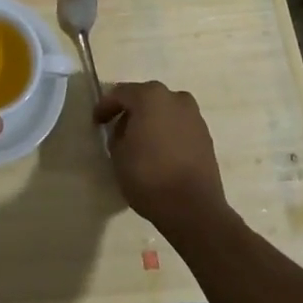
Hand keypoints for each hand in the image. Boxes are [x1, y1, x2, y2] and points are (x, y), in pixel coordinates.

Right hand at [94, 81, 229, 237]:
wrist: (193, 209)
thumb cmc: (148, 176)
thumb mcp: (118, 154)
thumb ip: (117, 134)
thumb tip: (125, 130)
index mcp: (150, 96)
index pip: (120, 93)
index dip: (105, 106)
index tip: (96, 122)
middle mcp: (175, 98)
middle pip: (145, 98)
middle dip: (130, 111)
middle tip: (117, 129)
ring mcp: (194, 116)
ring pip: (164, 111)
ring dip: (151, 121)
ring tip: (140, 142)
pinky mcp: (206, 136)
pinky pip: (178, 127)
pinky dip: (167, 133)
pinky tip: (159, 152)